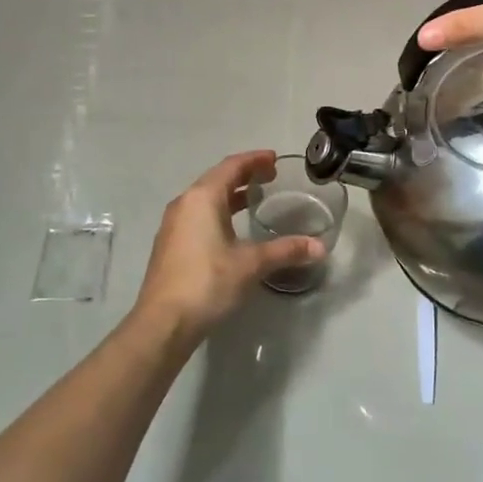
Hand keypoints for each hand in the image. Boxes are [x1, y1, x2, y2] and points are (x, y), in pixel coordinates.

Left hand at [132, 151, 322, 340]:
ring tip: (255, 198)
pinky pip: (198, 215)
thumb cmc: (207, 282)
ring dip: (231, 194)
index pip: (231, 166)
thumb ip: (285, 251)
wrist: (163, 322)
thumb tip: (319, 247)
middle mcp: (185, 204)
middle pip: (217, 178)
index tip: (274, 159)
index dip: (254, 160)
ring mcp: (174, 225)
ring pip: (206, 198)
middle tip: (270, 177)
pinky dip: (219, 211)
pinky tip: (232, 228)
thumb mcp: (251, 264)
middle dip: (244, 175)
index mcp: (202, 198)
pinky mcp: (170, 244)